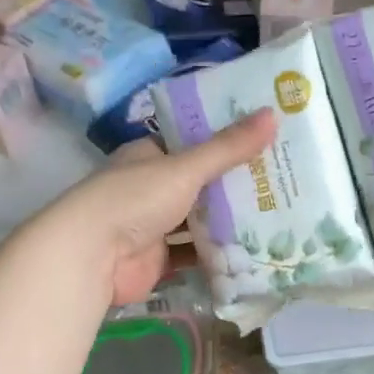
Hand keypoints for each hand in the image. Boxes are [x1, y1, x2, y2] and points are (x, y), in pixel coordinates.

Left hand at [42, 111, 277, 305]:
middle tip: (281, 182)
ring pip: (198, 222)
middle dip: (234, 186)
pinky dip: (217, 255)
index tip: (266, 143)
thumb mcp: (185, 168)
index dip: (226, 143)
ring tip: (276, 217)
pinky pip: (194, 254)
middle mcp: (149, 188)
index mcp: (149, 156)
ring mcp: (153, 226)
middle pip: (200, 185)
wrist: (92, 255)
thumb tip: (274, 114)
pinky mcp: (158, 260)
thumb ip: (228, 148)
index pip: (192, 144)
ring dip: (229, 222)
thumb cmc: (135, 199)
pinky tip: (251, 252)